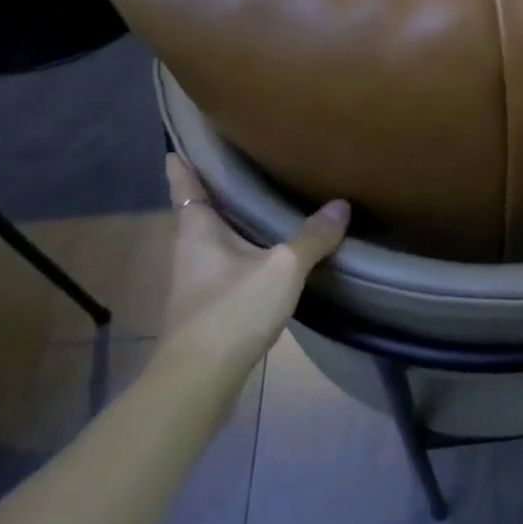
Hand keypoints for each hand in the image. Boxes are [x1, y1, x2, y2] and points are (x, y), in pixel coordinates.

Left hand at [161, 154, 349, 372]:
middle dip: (217, 190)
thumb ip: (313, 237)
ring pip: (215, 240)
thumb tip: (341, 205)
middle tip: (246, 164)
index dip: (183, 164)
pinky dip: (245, 253)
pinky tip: (270, 255)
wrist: (200, 380)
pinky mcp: (209, 307)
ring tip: (264, 204)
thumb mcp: (283, 268)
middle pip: (200, 211)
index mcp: (197, 230)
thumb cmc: (232, 310)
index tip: (182, 143)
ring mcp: (197, 281)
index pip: (185, 185)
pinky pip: (228, 266)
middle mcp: (190, 250)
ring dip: (233, 223)